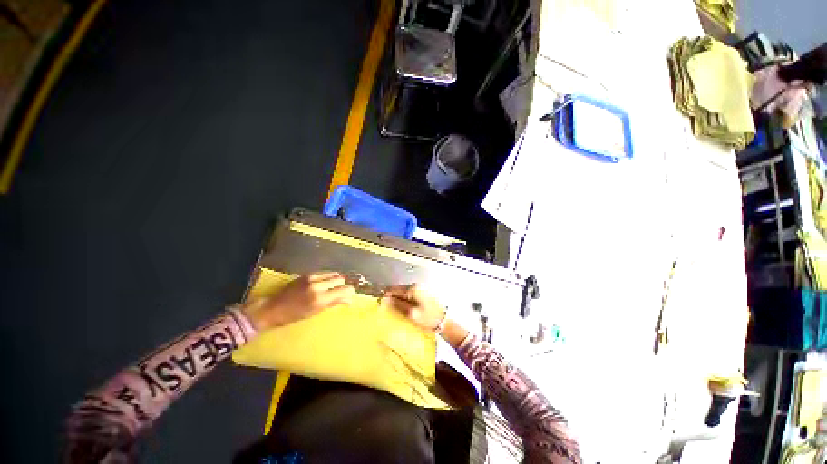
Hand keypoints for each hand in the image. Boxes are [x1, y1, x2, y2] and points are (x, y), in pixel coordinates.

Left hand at [242, 272, 354, 330]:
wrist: (272, 309)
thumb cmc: (294, 316)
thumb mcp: (315, 312)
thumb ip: (333, 303)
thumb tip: (349, 300)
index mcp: (320, 298)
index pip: (344, 289)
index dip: (350, 291)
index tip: (351, 295)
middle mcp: (318, 285)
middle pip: (339, 279)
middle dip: (342, 285)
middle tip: (341, 291)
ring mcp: (311, 278)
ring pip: (332, 274)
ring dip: (335, 280)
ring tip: (333, 287)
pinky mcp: (306, 274)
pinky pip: (323, 273)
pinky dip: (327, 277)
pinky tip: (324, 283)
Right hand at [382, 285, 445, 331]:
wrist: (444, 322)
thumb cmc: (428, 319)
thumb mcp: (411, 314)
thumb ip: (397, 305)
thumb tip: (384, 299)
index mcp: (412, 289)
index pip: (394, 289)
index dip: (386, 296)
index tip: (380, 304)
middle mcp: (415, 286)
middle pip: (398, 290)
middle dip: (391, 298)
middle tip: (386, 309)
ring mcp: (419, 290)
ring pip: (403, 293)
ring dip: (397, 300)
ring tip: (394, 310)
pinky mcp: (421, 294)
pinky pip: (408, 296)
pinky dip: (403, 301)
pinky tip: (403, 309)